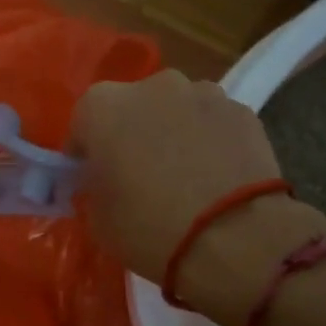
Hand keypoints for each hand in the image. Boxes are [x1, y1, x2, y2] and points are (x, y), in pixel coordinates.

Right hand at [71, 69, 325, 323]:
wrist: (235, 239)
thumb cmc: (150, 229)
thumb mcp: (98, 219)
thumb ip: (95, 187)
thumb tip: (107, 180)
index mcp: (103, 107)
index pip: (83, 125)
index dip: (86, 153)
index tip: (93, 180)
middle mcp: (152, 86)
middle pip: (133, 108)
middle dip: (132, 135)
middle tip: (140, 176)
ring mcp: (203, 93)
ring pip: (177, 110)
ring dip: (174, 133)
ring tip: (185, 177)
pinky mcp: (243, 111)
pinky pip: (214, 124)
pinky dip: (211, 142)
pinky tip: (217, 178)